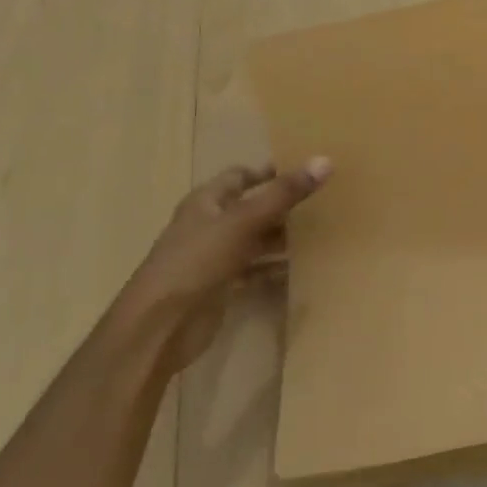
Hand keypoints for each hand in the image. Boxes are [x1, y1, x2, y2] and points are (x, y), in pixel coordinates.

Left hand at [108, 159, 332, 372]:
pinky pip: (256, 271)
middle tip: (325, 201)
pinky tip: (304, 267)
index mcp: (206, 202)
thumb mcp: (244, 222)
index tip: (305, 169)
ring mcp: (214, 258)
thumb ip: (284, 193)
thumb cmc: (197, 262)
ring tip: (323, 232)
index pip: (239, 176)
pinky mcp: (222, 287)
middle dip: (284, 206)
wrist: (160, 327)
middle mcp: (209, 226)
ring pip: (256, 240)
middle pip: (252, 208)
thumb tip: (326, 160)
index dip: (269, 171)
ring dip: (283, 238)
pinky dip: (277, 268)